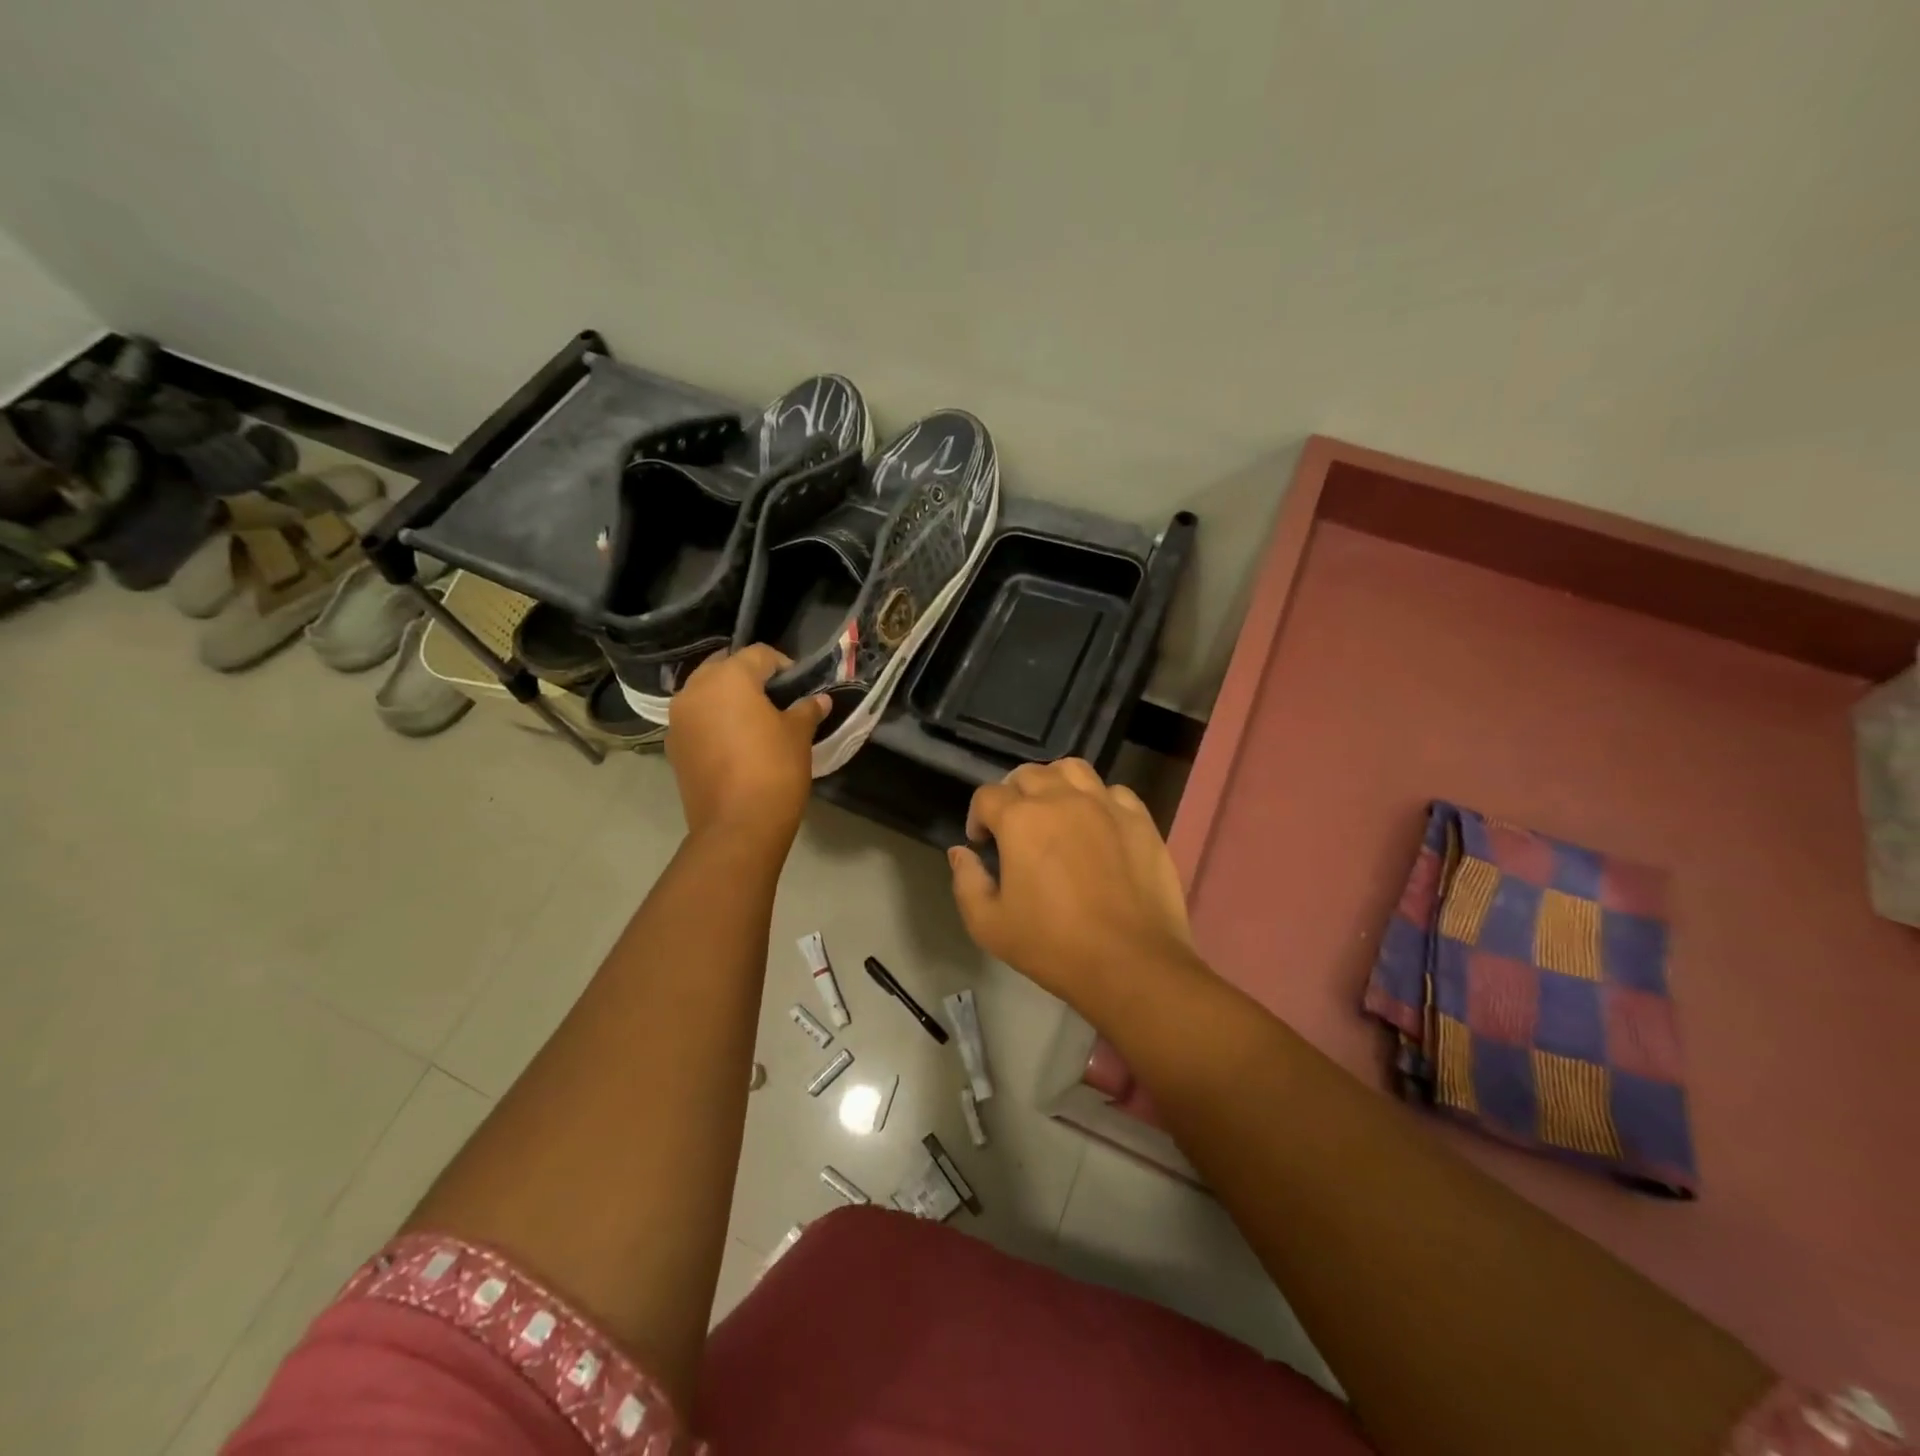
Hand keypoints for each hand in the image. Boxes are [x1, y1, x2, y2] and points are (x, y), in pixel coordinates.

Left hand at [666, 646, 827, 845]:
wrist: (737, 826)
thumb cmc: (774, 769)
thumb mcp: (798, 735)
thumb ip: (806, 710)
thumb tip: (819, 700)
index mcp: (728, 678)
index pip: (758, 654)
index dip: (783, 665)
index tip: (799, 684)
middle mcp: (695, 690)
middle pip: (724, 668)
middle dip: (749, 676)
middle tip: (775, 697)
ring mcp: (678, 720)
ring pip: (705, 693)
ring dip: (727, 698)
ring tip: (754, 719)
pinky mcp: (674, 747)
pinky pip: (696, 721)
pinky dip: (713, 722)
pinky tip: (734, 743)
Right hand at [948, 758, 1200, 1010]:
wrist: (1131, 962)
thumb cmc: (1052, 945)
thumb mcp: (989, 925)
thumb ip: (966, 881)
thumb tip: (959, 852)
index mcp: (1020, 819)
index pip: (987, 796)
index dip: (978, 817)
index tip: (982, 845)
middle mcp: (1061, 799)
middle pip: (1028, 775)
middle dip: (1013, 796)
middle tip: (1015, 828)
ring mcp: (1105, 805)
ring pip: (1072, 770)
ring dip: (1055, 783)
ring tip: (1055, 811)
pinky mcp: (1139, 819)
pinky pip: (1114, 792)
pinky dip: (1099, 800)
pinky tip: (1098, 825)